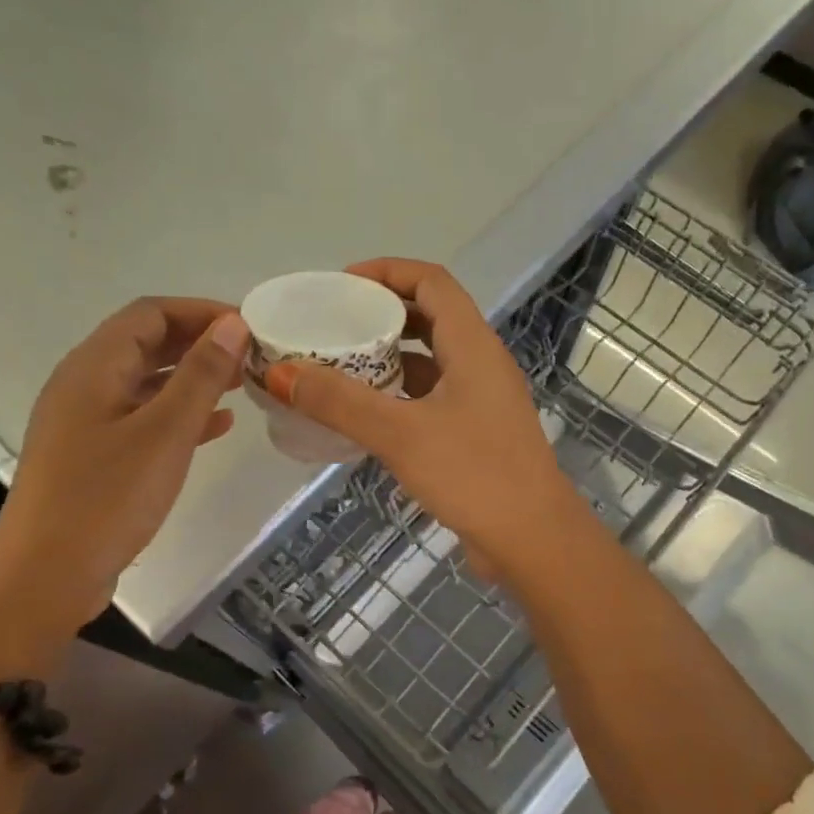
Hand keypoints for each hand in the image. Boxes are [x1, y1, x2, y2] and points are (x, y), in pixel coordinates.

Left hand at [0, 298, 247, 673]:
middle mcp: (84, 385)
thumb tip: (233, 324)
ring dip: (192, 379)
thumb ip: (200, 376)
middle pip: (145, 344)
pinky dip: (178, 416)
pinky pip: (141, 419)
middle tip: (251, 356)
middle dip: (199, 343)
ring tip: (241, 385)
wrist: (44, 579)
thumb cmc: (105, 499)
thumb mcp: (163, 433)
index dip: (200, 312)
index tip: (248, 326)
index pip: (150, 313)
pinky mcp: (93, 457)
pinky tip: (216, 428)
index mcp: (93, 367)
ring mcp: (85, 423)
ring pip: (146, 383)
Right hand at [264, 259, 581, 571]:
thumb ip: (339, 402)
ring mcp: (481, 400)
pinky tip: (364, 415)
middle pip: (429, 317)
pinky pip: (430, 398)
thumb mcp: (400, 434)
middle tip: (333, 325)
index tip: (341, 285)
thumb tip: (279, 372)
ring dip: (387, 358)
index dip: (387, 272)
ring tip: (338, 366)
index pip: (431, 282)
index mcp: (473, 345)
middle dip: (381, 314)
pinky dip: (397, 396)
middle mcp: (481, 363)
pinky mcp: (475, 433)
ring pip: (429, 361)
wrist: (533, 541)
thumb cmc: (474, 475)